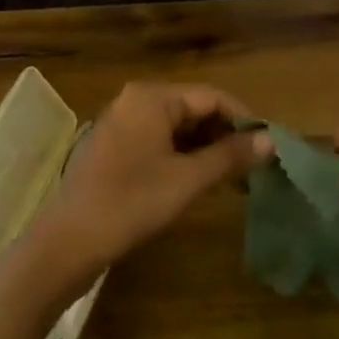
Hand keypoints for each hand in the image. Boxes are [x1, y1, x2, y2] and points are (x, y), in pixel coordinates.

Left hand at [20, 82, 272, 295]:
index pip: (212, 96)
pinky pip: (158, 141)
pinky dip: (182, 156)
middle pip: (194, 109)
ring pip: (177, 127)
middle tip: (254, 165)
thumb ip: (230, 156)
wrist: (67, 242)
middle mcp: (136, 100)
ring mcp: (122, 123)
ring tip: (233, 176)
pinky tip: (199, 180)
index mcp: (152, 97)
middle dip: (225, 135)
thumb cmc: (132, 203)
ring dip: (206, 148)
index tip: (269, 145)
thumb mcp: (188, 180)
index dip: (244, 119)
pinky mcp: (114, 148)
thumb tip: (272, 140)